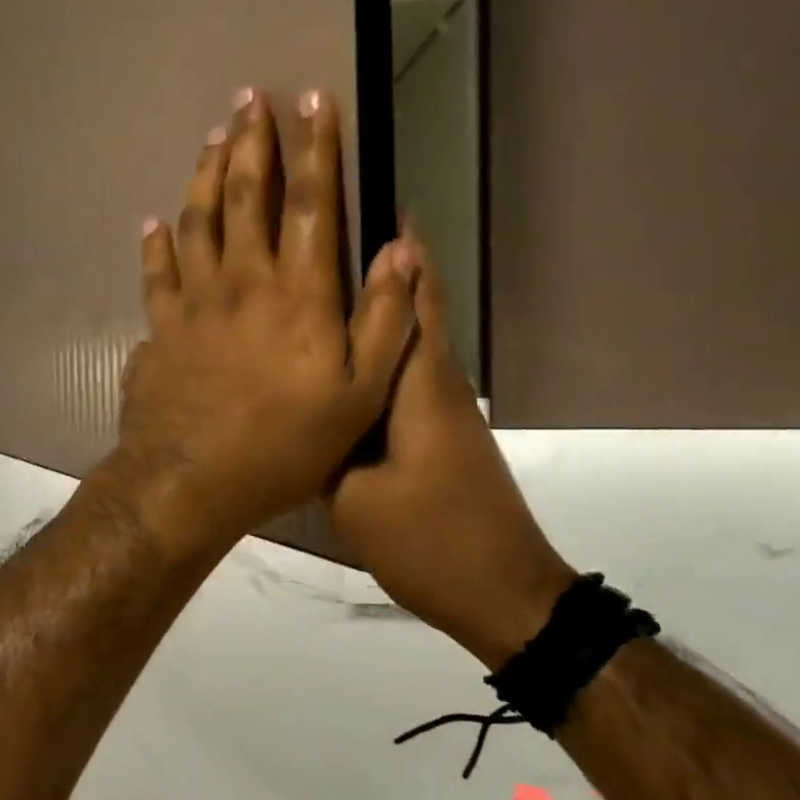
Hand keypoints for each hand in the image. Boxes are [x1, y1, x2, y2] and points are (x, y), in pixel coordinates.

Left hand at [103, 89, 420, 556]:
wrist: (190, 480)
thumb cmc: (283, 445)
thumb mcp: (358, 397)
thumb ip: (383, 321)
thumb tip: (400, 249)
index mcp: (298, 294)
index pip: (310, 203)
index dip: (316, 148)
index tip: (314, 100)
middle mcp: (243, 281)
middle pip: (247, 196)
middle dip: (253, 142)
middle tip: (250, 97)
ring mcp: (194, 301)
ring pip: (198, 220)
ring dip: (206, 174)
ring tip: (213, 137)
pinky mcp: (160, 325)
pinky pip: (156, 272)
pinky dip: (155, 243)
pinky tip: (153, 221)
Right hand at [328, 232, 574, 665]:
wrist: (501, 595)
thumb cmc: (431, 541)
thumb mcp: (354, 497)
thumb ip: (322, 442)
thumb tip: (298, 404)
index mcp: (419, 386)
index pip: (415, 298)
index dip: (402, 250)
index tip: (378, 204)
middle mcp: (435, 384)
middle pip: (409, 308)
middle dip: (378, 267)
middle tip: (321, 240)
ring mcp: (439, 409)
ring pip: (401, 342)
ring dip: (371, 309)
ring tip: (314, 287)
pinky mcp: (434, 432)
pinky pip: (397, 376)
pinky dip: (370, 354)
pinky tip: (331, 360)